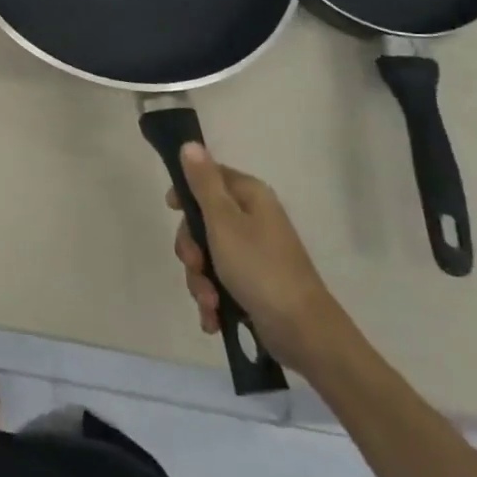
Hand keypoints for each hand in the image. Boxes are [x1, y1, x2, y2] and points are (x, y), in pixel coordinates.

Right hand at [168, 144, 349, 373]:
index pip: (210, 177)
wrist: (304, 332)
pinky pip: (220, 282)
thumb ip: (203, 183)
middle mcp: (253, 220)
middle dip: (191, 249)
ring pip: (207, 255)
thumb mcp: (223, 221)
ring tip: (209, 302)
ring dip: (200, 280)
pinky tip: (213, 318)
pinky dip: (212, 299)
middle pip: (203, 221)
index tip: (172, 210)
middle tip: (195, 264)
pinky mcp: (253, 284)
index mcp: (251, 197)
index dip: (186, 192)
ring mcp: (254, 253)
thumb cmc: (259, 268)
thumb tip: (190, 144)